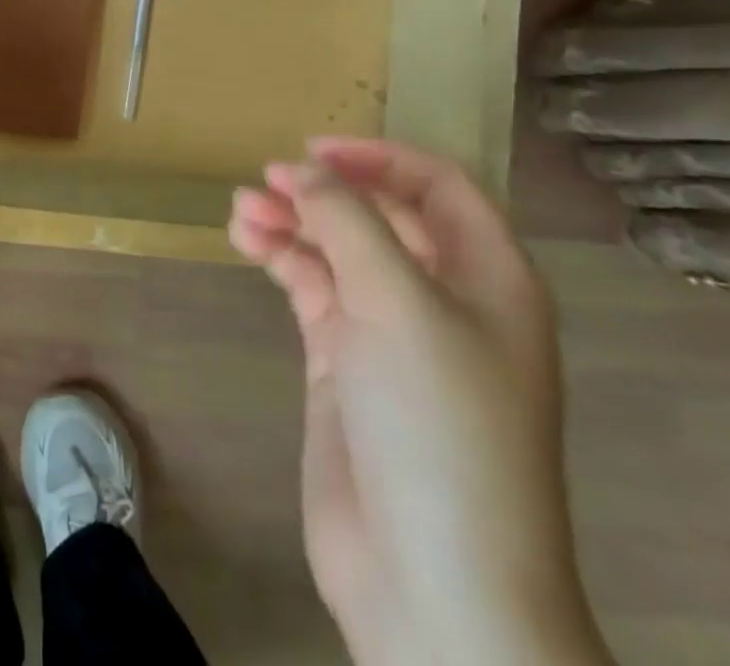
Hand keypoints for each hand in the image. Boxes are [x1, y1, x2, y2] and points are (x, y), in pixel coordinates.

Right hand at [229, 138, 608, 665]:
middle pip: (380, 216)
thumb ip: (347, 221)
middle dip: (324, 192)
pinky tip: (247, 241)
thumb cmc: (438, 422)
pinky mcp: (347, 362)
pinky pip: (312, 288)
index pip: (437, 187)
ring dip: (292, 222)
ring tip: (242, 210)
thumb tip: (300, 169)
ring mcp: (391, 332)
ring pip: (337, 250)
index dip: (379, 158)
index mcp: (487, 277)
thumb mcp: (399, 303)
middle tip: (266, 179)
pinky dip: (281, 258)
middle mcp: (442, 297)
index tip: (314, 149)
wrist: (432, 581)